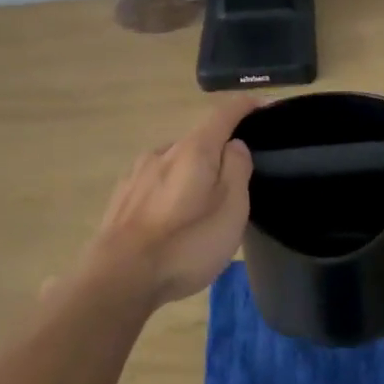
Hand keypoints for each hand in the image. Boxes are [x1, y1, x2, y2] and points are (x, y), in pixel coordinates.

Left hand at [81, 98, 258, 308]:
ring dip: (192, 174)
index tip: (264, 106)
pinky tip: (172, 219)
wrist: (119, 276)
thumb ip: (237, 169)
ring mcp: (137, 173)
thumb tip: (234, 144)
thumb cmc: (186, 243)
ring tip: (202, 206)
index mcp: (194, 149)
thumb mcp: (231, 208)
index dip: (246, 107)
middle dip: (219, 152)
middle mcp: (163, 152)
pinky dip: (171, 191)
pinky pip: (156, 183)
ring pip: (175, 163)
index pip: (223, 114)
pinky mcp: (122, 197)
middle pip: (198, 140)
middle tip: (237, 181)